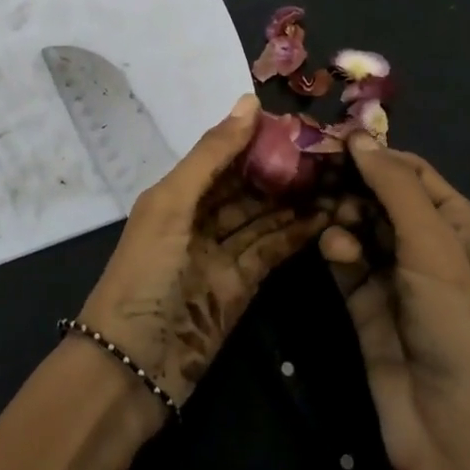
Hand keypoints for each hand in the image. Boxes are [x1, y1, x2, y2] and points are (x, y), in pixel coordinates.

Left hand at [78, 93, 331, 405]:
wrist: (132, 367)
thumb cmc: (145, 273)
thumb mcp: (172, 204)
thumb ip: (212, 154)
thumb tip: (250, 102)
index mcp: (177, 193)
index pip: (224, 155)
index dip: (258, 137)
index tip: (300, 121)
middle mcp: (200, 218)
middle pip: (247, 185)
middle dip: (283, 168)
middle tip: (330, 150)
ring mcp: (221, 254)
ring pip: (264, 217)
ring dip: (296, 199)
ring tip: (337, 177)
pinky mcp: (241, 287)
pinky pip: (271, 250)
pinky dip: (297, 234)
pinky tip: (327, 215)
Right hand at [322, 137, 469, 469]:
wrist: (453, 436)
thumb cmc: (457, 327)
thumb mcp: (435, 248)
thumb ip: (394, 188)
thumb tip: (358, 137)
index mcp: (461, 226)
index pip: (412, 172)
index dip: (374, 154)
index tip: (329, 139)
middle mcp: (430, 245)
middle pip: (381, 196)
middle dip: (350, 182)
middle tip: (312, 169)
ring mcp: (397, 277)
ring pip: (359, 225)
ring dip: (342, 214)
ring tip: (324, 212)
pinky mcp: (367, 305)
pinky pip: (346, 260)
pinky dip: (336, 246)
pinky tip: (330, 246)